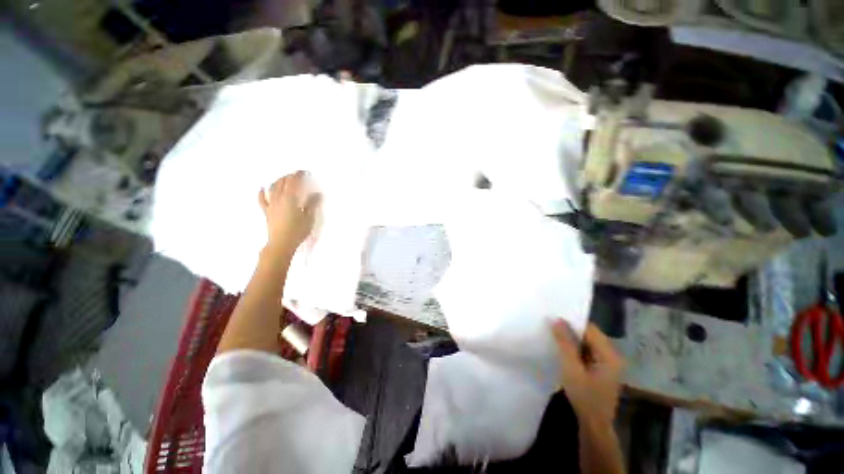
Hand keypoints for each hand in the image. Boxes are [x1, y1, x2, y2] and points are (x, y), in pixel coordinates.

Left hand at [258, 171, 320, 253]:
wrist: (281, 243)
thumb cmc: (298, 231)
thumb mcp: (309, 217)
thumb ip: (312, 204)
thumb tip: (318, 193)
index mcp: (291, 198)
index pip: (294, 182)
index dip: (299, 175)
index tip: (305, 172)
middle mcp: (279, 198)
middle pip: (283, 183)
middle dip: (290, 176)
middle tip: (297, 174)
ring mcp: (271, 204)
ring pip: (273, 188)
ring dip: (278, 181)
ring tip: (284, 178)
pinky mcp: (267, 211)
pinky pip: (262, 199)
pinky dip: (262, 192)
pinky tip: (262, 188)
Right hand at [552, 321, 624, 424]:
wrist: (594, 425)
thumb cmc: (584, 397)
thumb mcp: (571, 369)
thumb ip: (565, 343)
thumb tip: (556, 319)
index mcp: (609, 354)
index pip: (590, 329)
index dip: (572, 321)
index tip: (554, 316)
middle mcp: (611, 355)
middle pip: (589, 334)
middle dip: (570, 329)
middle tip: (550, 324)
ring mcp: (607, 363)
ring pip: (586, 343)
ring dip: (571, 339)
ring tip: (553, 333)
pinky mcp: (600, 369)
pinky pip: (586, 351)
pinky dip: (574, 348)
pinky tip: (561, 349)